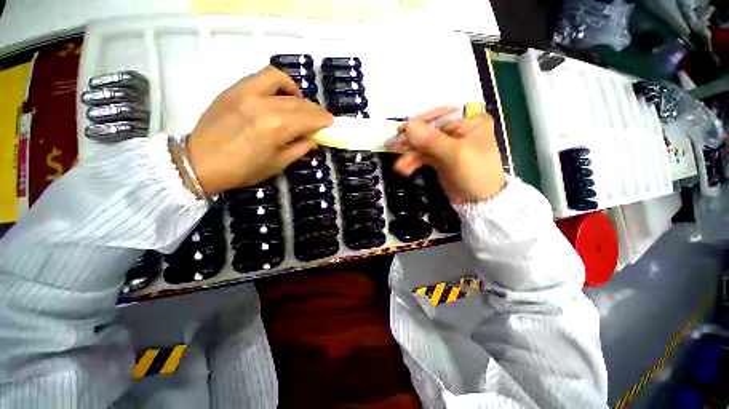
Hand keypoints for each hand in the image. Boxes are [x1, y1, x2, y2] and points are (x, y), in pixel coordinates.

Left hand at [186, 66, 333, 195]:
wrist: (200, 162)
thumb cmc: (243, 170)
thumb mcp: (278, 164)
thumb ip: (299, 148)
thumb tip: (314, 139)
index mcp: (277, 128)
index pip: (309, 118)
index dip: (323, 120)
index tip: (331, 123)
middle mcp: (265, 105)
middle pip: (299, 102)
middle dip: (315, 110)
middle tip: (321, 118)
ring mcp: (247, 92)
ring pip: (283, 83)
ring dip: (299, 93)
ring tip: (302, 104)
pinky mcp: (235, 88)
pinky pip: (263, 76)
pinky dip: (279, 82)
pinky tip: (282, 95)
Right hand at [394, 107, 504, 203]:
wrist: (479, 202)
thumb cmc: (476, 174)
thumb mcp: (455, 155)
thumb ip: (431, 140)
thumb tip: (408, 126)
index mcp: (469, 122)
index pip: (440, 115)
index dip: (420, 123)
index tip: (403, 131)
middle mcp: (457, 130)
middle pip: (428, 131)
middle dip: (411, 142)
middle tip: (393, 147)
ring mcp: (447, 145)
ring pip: (423, 145)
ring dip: (409, 155)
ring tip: (398, 167)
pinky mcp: (439, 158)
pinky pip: (422, 157)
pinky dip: (413, 162)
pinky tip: (405, 170)